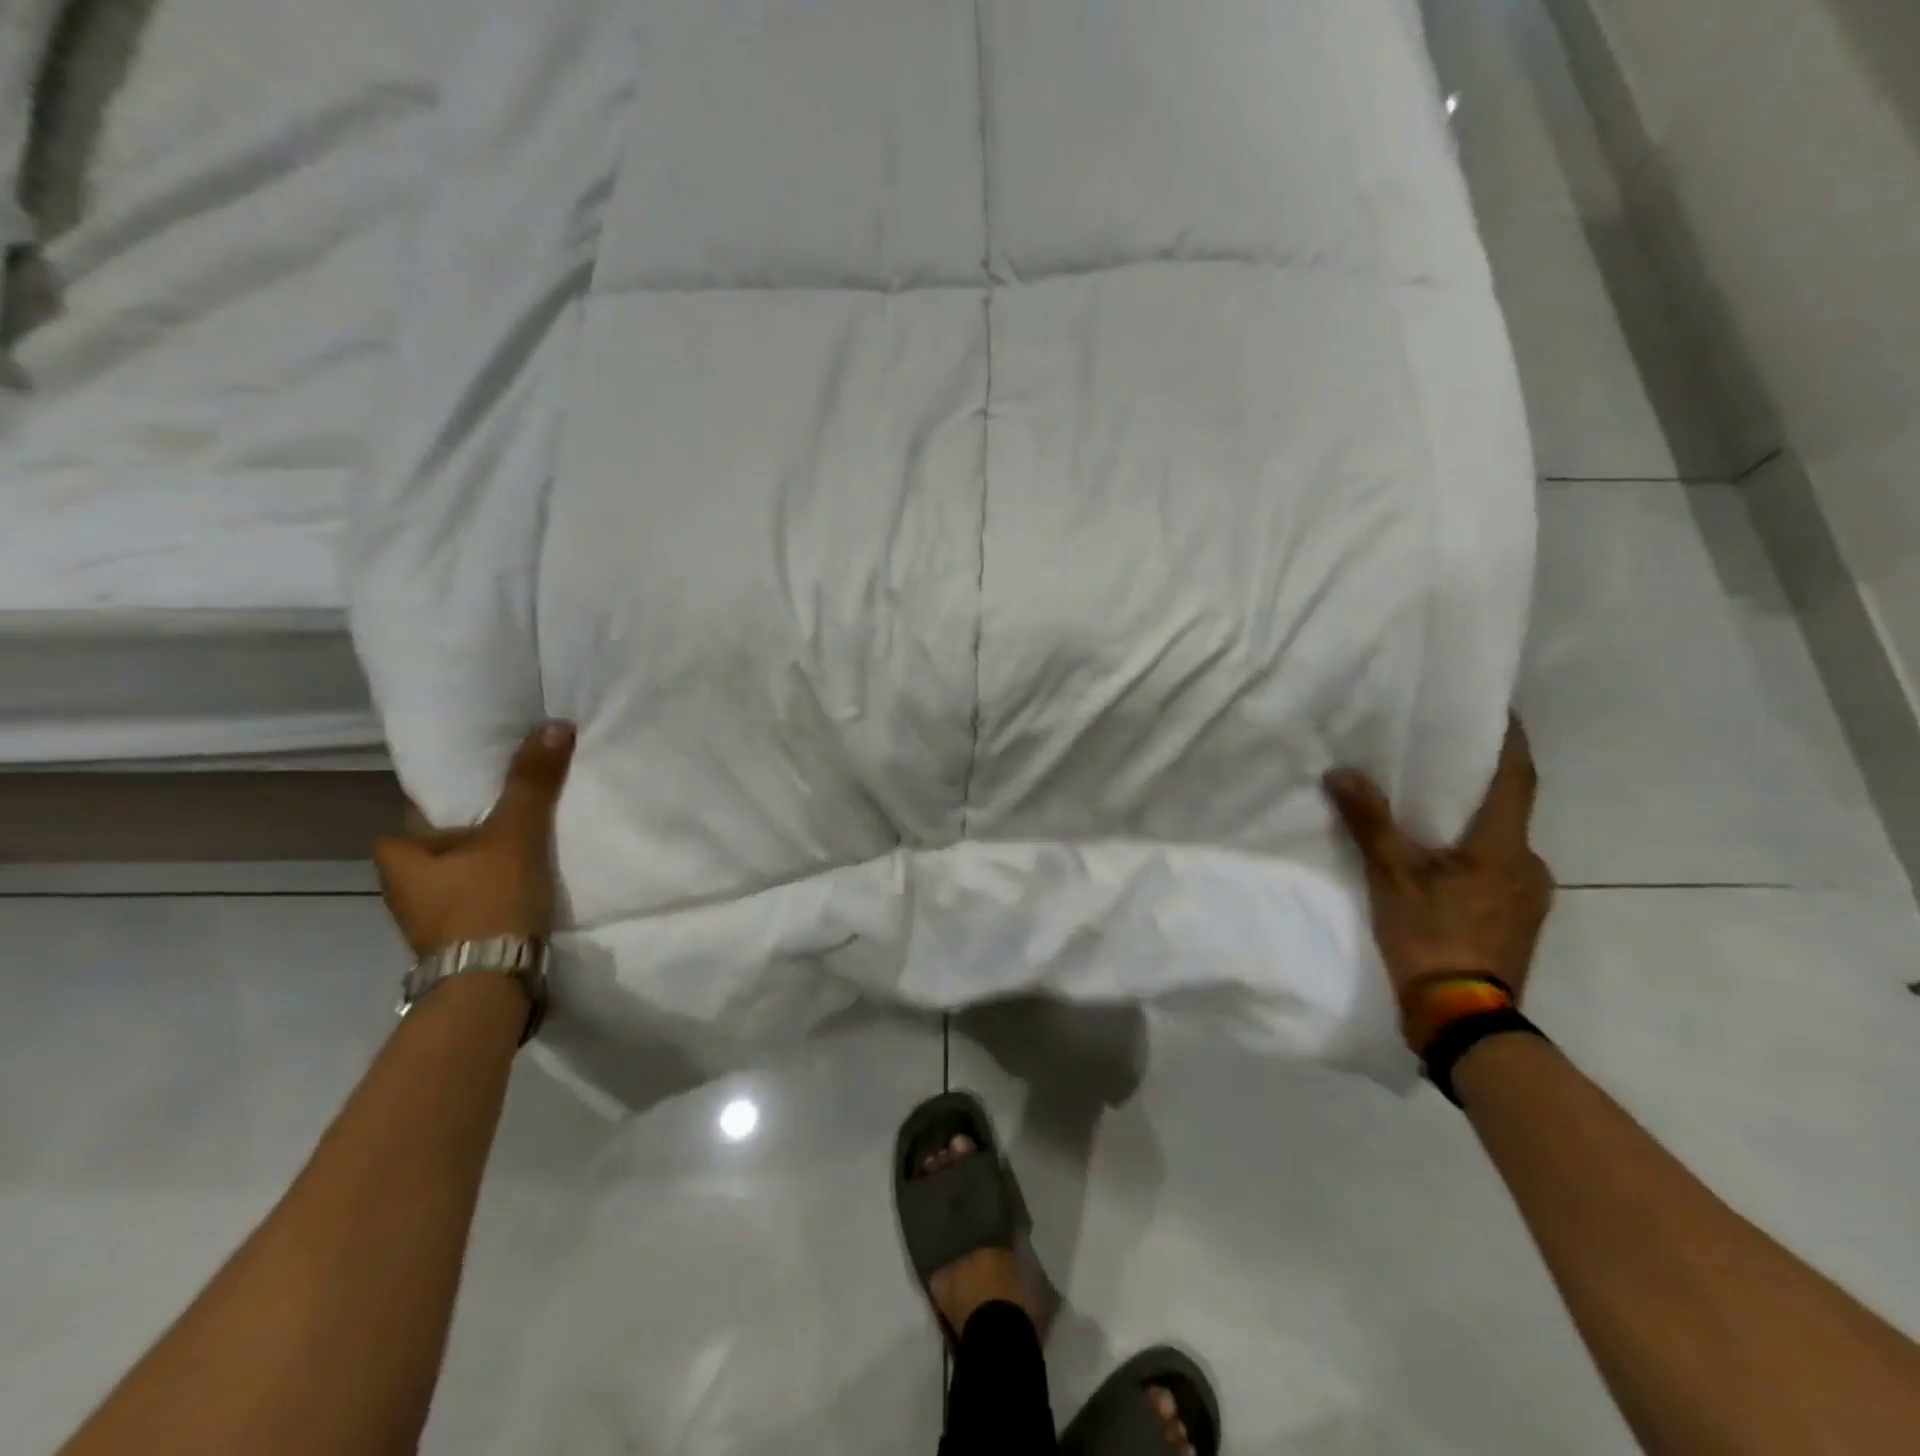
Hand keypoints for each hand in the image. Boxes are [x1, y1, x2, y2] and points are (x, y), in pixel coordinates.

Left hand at [374, 723, 576, 957]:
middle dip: (477, 829)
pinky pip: (477, 898)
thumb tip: (555, 725)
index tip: (491, 785)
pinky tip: (528, 883)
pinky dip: (498, 888)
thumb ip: (532, 783)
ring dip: (489, 861)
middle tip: (519, 811)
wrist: (492, 984)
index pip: (422, 808)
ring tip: (532, 844)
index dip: (456, 794)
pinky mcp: (457, 940)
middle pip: (444, 842)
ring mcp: (428, 918)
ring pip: (462, 872)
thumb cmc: (488, 900)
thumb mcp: (515, 834)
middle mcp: (402, 886)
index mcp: (398, 855)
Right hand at [1323, 716, 1553, 1005]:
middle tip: (1439, 761)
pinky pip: (1497, 869)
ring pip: (1500, 841)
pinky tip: (1439, 861)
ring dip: (1472, 822)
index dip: (1509, 740)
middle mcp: (1529, 864)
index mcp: (1505, 846)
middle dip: (1477, 782)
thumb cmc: (1432, 936)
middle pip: (1507, 808)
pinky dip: (1472, 853)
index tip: (1496, 709)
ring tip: (1431, 811)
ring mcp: (1530, 896)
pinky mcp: (1518, 920)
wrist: (1463, 1019)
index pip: (1517, 776)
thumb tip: (1340, 773)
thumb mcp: (1392, 876)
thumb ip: (1369, 822)